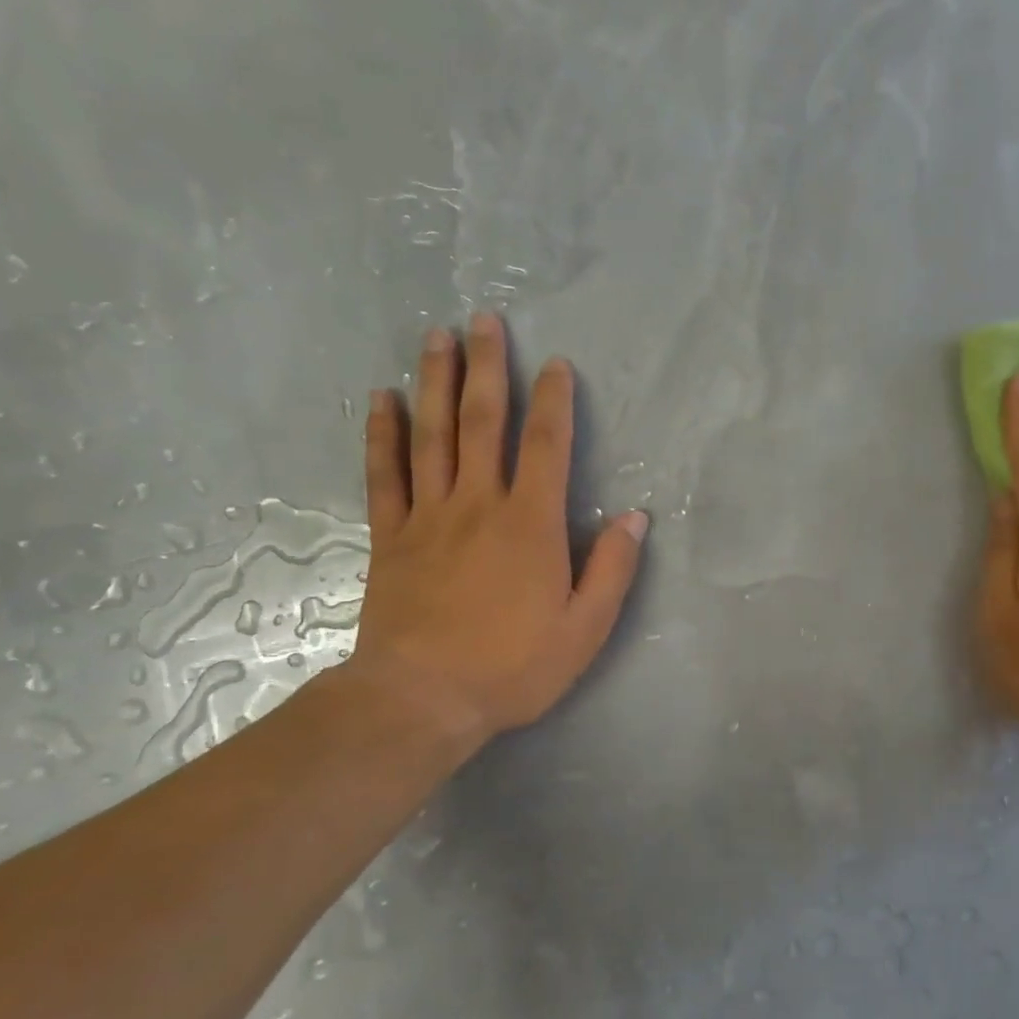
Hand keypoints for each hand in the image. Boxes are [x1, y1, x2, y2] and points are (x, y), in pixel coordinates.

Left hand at [342, 312, 646, 756]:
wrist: (422, 699)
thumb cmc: (513, 667)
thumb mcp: (585, 629)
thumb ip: (612, 570)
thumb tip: (636, 518)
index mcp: (531, 524)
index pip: (546, 446)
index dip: (554, 401)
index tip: (556, 364)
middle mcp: (479, 505)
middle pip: (483, 422)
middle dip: (488, 368)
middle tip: (484, 319)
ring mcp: (429, 516)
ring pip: (433, 434)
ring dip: (437, 382)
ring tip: (436, 336)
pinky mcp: (392, 537)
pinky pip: (385, 474)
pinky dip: (383, 433)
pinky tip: (383, 400)